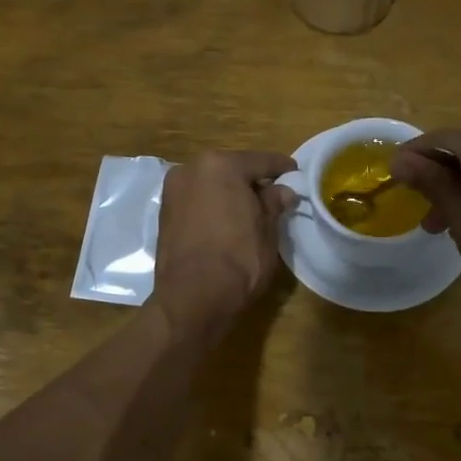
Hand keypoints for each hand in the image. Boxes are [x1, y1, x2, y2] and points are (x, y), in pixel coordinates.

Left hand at [152, 150, 296, 341]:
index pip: (260, 161)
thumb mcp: (267, 230)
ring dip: (230, 193)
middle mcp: (191, 169)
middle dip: (252, 181)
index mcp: (220, 165)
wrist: (192, 299)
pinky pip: (197, 201)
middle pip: (231, 169)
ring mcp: (173, 191)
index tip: (296, 175)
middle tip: (275, 195)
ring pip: (211, 184)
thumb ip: (274, 203)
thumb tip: (282, 191)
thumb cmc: (238, 260)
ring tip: (251, 211)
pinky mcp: (164, 213)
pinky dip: (213, 206)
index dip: (282, 168)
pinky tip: (227, 222)